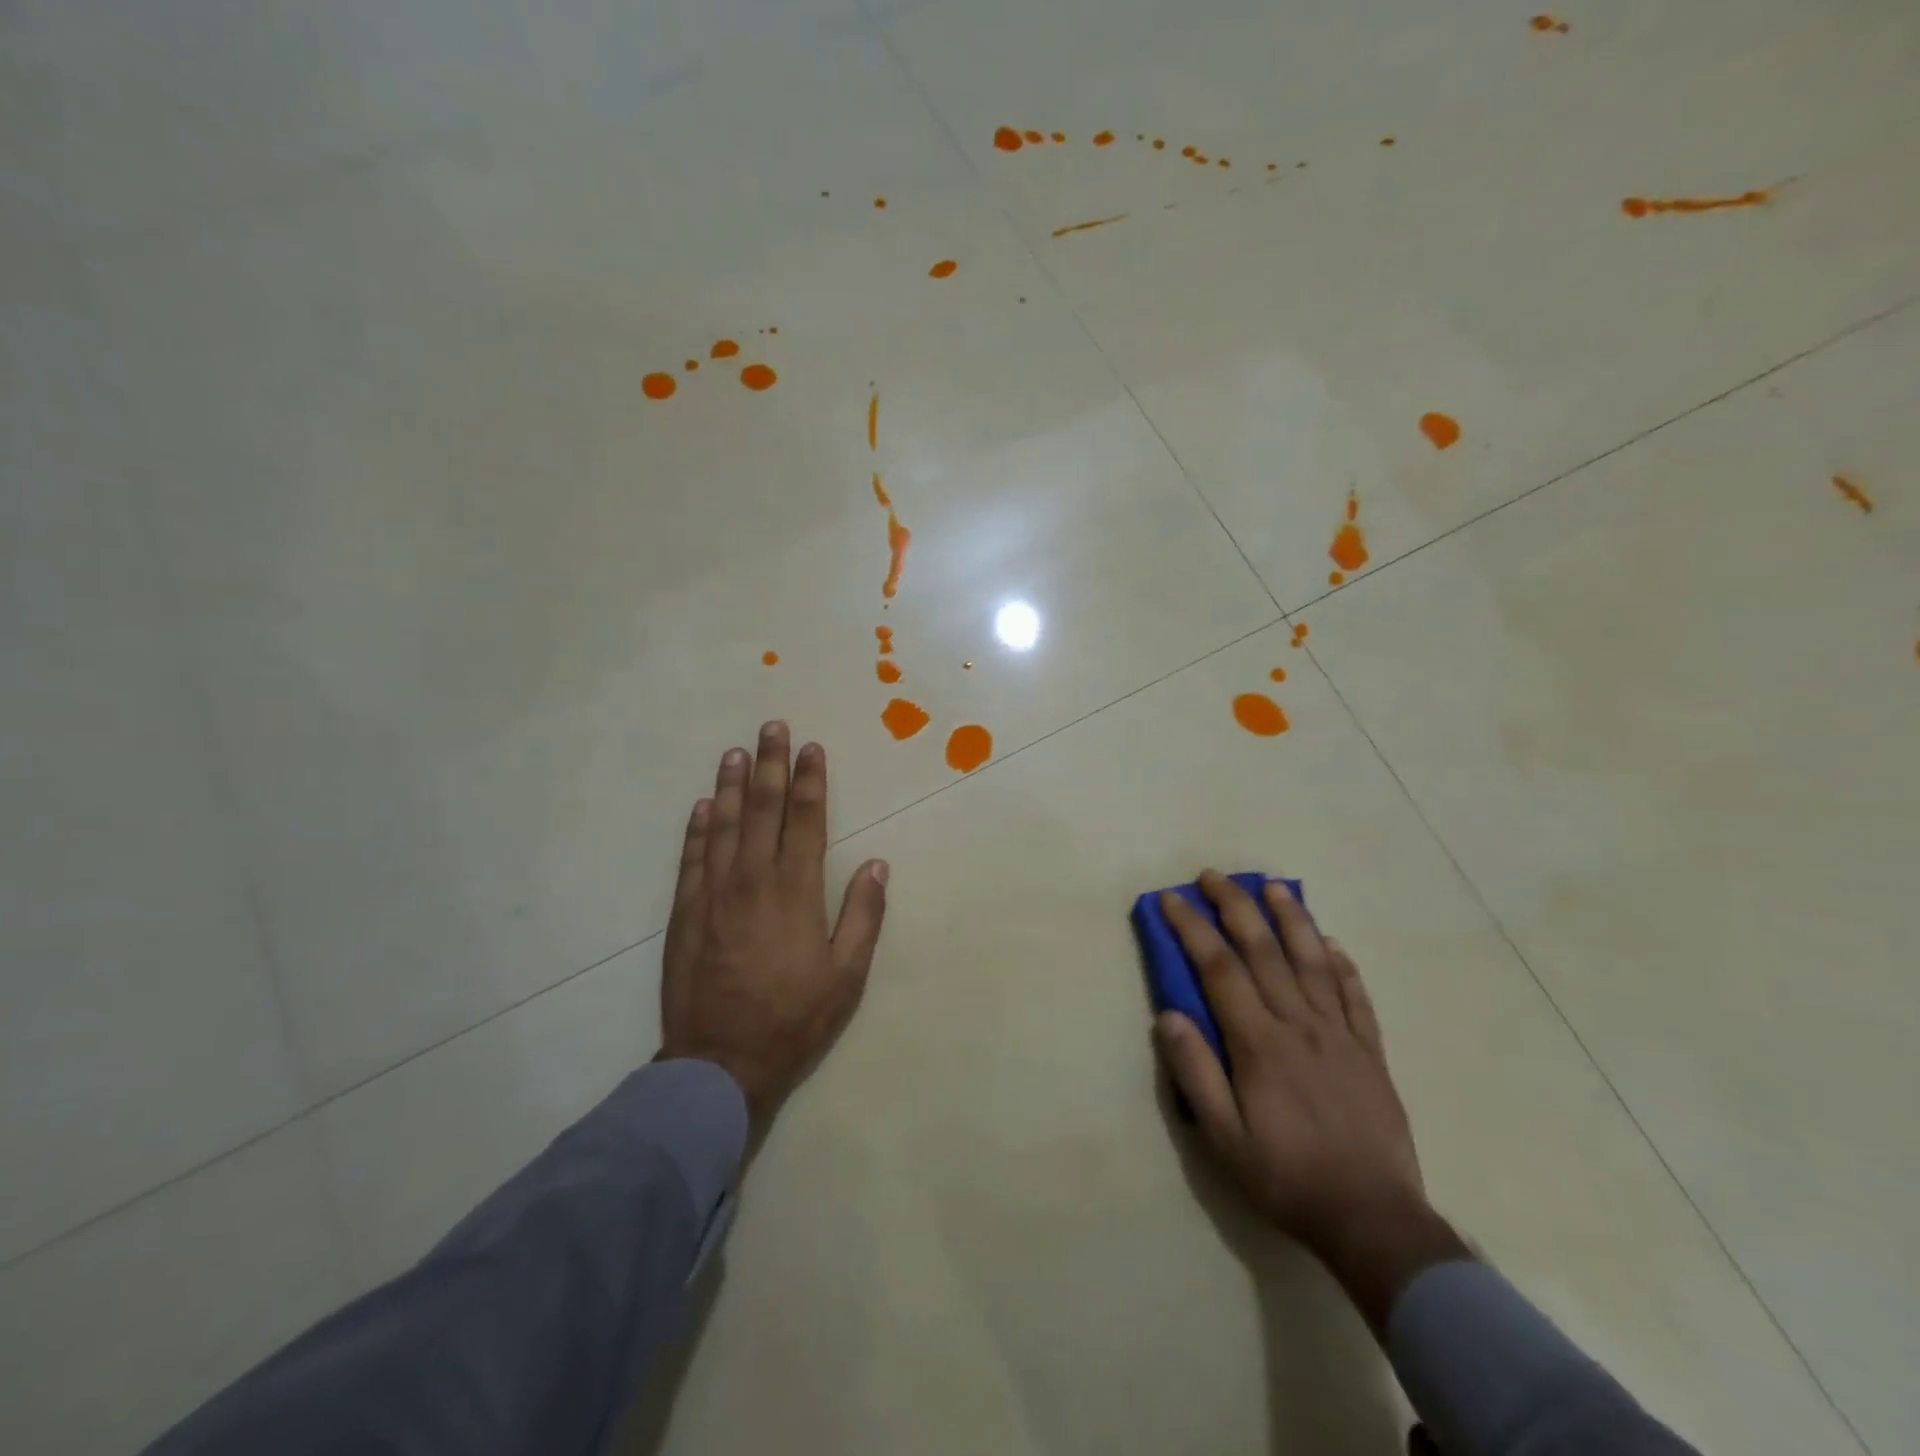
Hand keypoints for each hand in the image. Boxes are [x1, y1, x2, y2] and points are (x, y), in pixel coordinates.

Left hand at [660, 723, 888, 1131]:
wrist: (720, 1062)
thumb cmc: (793, 1018)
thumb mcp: (846, 974)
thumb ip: (862, 914)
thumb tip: (875, 863)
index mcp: (796, 891)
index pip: (805, 821)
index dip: (810, 781)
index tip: (812, 749)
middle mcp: (753, 880)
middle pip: (763, 810)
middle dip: (771, 765)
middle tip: (772, 728)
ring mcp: (713, 894)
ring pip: (724, 825)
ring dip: (732, 785)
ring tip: (736, 752)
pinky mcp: (685, 912)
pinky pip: (692, 858)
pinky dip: (698, 828)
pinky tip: (704, 805)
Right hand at [1153, 872, 1436, 1267]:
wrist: (1373, 1220)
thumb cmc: (1286, 1178)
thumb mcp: (1224, 1139)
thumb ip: (1195, 1074)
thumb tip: (1169, 1015)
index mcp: (1259, 1044)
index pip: (1220, 969)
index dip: (1193, 928)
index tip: (1172, 899)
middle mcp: (1299, 1025)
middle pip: (1264, 951)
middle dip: (1235, 907)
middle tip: (1214, 876)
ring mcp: (1340, 1035)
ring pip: (1312, 961)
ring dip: (1291, 919)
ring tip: (1274, 886)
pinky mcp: (1370, 1052)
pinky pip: (1355, 996)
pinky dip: (1341, 964)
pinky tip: (1330, 943)